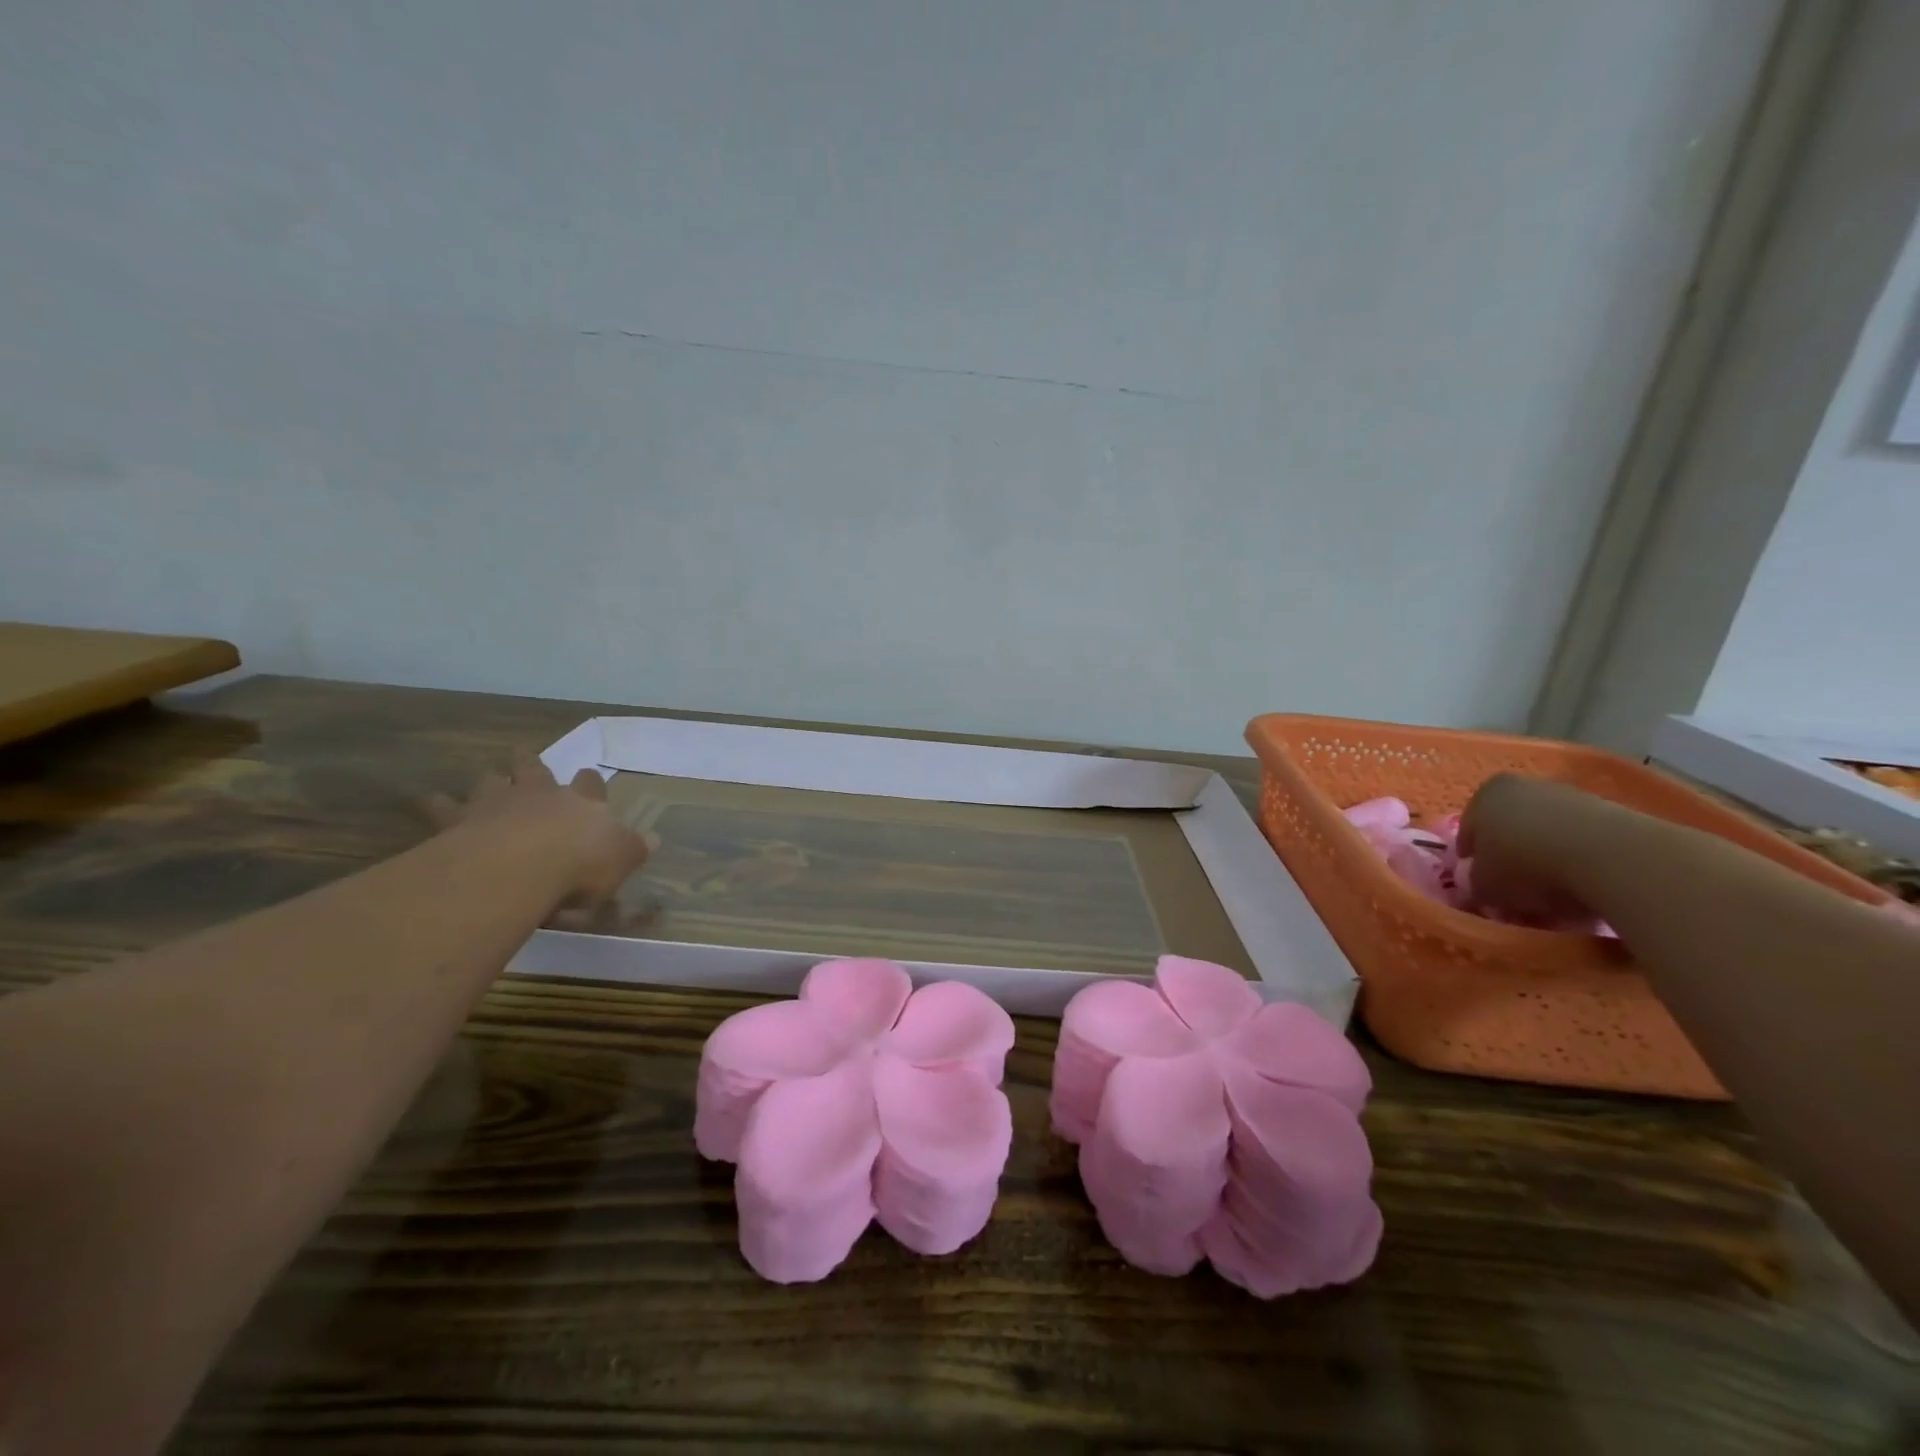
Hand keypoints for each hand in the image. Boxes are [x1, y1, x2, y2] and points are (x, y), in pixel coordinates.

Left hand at [431, 752, 651, 920]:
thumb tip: (653, 839)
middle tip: (524, 754)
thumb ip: (633, 849)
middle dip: (532, 764)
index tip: (587, 777)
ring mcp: (497, 804)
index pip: (590, 785)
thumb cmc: (581, 865)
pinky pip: (441, 808)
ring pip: (491, 783)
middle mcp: (540, 795)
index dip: (589, 782)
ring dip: (489, 782)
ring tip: (485, 780)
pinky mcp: (458, 822)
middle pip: (535, 770)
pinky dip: (435, 804)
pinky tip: (426, 801)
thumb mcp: (621, 861)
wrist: (520, 867)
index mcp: (583, 803)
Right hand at [1456, 774, 1598, 924]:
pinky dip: (1579, 858)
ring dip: (1547, 856)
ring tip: (1555, 892)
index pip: (1469, 831)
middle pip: (1509, 827)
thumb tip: (1479, 888)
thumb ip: (1475, 885)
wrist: (1610, 858)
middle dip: (1510, 856)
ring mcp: (1570, 795)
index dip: (1472, 861)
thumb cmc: (1527, 865)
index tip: (1481, 885)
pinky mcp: (1612, 811)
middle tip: (1515, 889)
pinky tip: (1584, 883)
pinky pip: (1582, 839)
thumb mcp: (1486, 887)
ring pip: (1547, 831)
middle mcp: (1523, 786)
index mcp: (1484, 795)